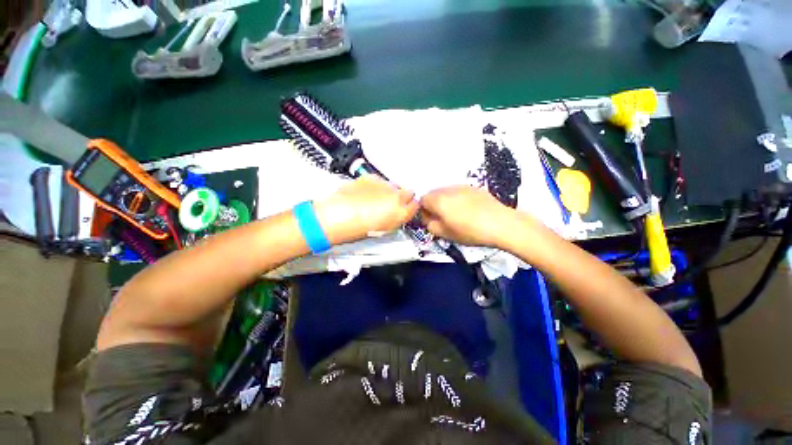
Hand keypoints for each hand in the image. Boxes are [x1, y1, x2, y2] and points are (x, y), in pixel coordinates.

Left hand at [315, 176, 418, 244]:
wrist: (337, 216)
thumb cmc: (359, 229)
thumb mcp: (383, 229)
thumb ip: (395, 219)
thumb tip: (398, 213)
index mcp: (400, 213)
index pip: (415, 206)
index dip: (410, 207)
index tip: (405, 209)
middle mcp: (397, 196)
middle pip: (408, 192)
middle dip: (402, 197)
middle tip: (389, 203)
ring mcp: (384, 185)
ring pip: (393, 186)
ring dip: (388, 191)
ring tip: (374, 198)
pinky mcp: (372, 177)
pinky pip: (379, 181)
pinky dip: (376, 186)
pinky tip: (365, 193)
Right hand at [420, 186, 517, 247]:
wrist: (500, 223)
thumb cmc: (469, 231)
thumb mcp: (445, 234)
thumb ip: (430, 225)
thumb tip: (428, 219)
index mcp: (438, 200)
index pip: (422, 200)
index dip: (424, 211)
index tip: (431, 221)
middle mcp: (447, 189)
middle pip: (433, 194)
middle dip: (433, 205)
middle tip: (443, 219)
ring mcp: (461, 186)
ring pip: (445, 192)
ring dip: (445, 201)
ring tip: (456, 214)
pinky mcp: (473, 187)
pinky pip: (458, 191)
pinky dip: (457, 199)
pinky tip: (467, 210)